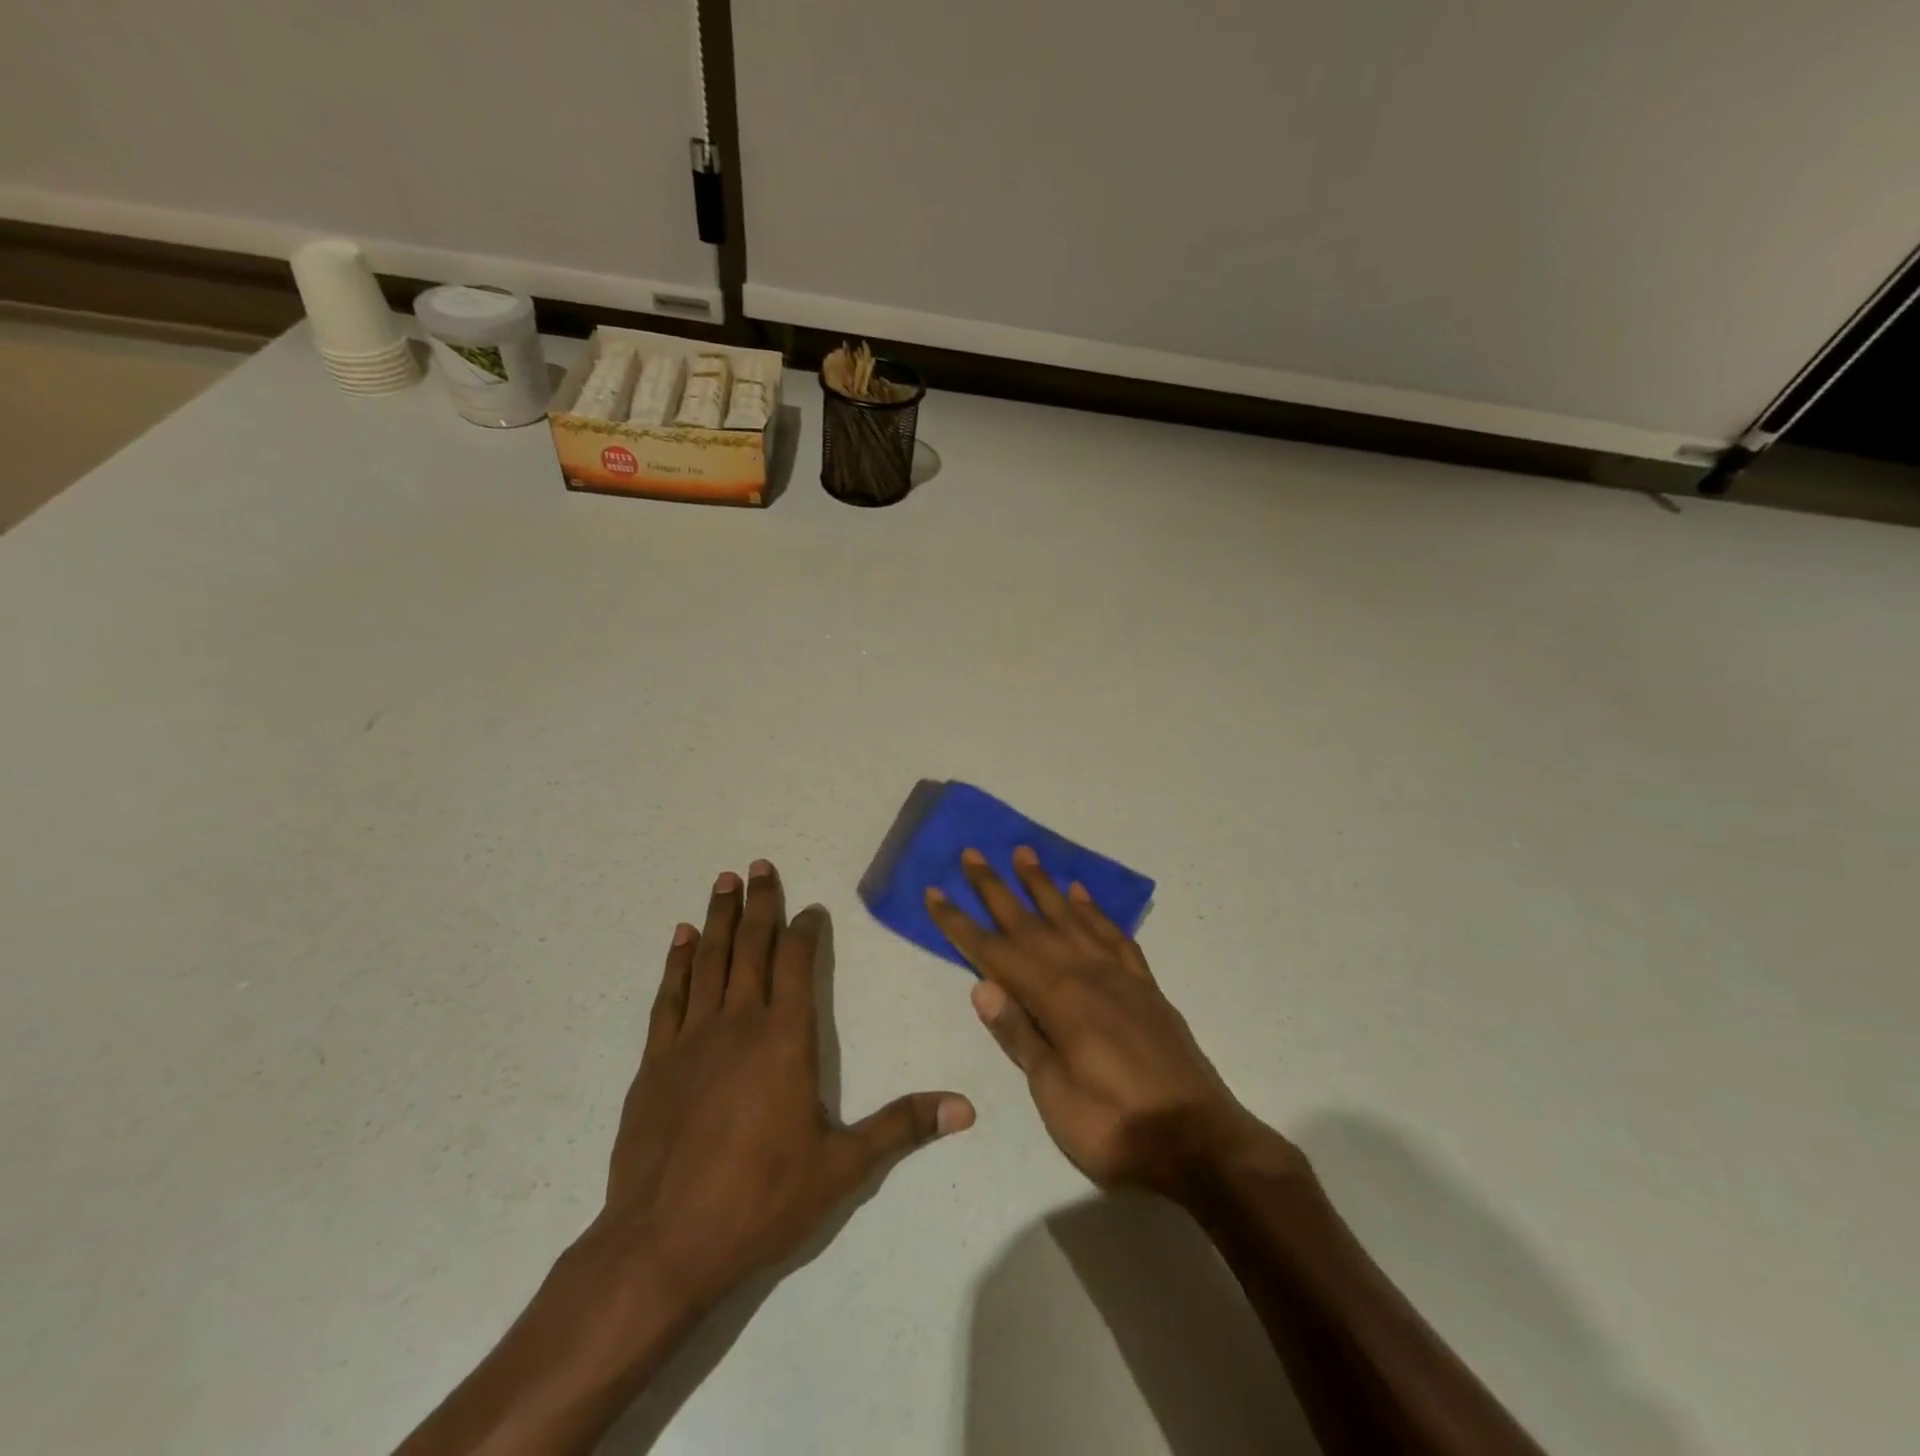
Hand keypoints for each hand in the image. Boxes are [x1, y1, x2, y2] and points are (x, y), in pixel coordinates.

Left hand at [592, 861, 974, 1315]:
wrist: (663, 1244)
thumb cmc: (761, 1200)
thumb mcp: (843, 1167)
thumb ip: (902, 1127)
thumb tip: (966, 1107)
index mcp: (786, 1038)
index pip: (797, 963)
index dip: (804, 930)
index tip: (810, 908)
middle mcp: (739, 1023)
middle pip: (751, 947)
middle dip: (759, 903)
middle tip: (759, 865)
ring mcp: (692, 1039)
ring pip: (709, 961)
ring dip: (719, 918)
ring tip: (724, 881)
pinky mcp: (655, 1062)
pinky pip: (670, 996)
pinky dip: (677, 962)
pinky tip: (681, 938)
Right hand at [925, 847, 1298, 1202]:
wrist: (1199, 1142)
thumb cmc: (1114, 1127)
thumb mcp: (1054, 1094)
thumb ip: (1020, 1035)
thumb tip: (981, 985)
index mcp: (1058, 999)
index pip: (995, 953)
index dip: (960, 924)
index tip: (935, 893)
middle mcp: (1086, 974)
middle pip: (1030, 923)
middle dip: (995, 889)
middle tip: (972, 854)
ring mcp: (1119, 976)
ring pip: (1072, 917)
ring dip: (1044, 885)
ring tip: (1023, 854)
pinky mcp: (1144, 986)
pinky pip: (1114, 935)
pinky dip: (1095, 911)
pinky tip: (1082, 896)